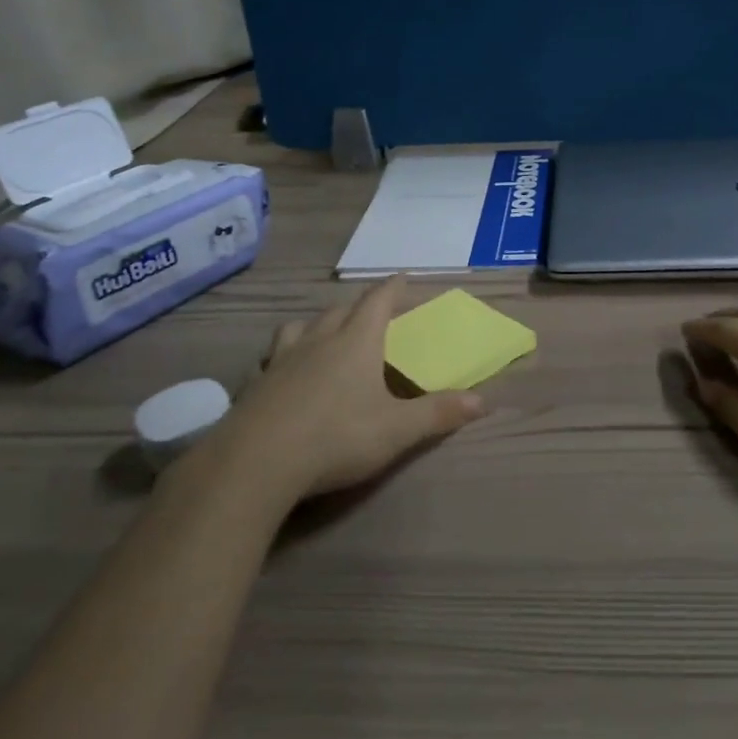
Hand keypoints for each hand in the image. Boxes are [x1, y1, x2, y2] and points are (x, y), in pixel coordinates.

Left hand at [215, 276, 485, 502]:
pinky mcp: (254, 385)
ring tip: (322, 336)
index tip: (402, 276)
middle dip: (358, 307)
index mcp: (356, 343)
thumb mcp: (397, 430)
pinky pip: (270, 360)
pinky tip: (281, 376)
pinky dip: (281, 359)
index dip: (392, 287)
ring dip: (315, 325)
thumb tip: (483, 400)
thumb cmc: (336, 437)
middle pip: (339, 311)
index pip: (377, 301)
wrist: (255, 462)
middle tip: (370, 312)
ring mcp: (281, 361)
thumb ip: (438, 413)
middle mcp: (318, 341)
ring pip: (299, 328)